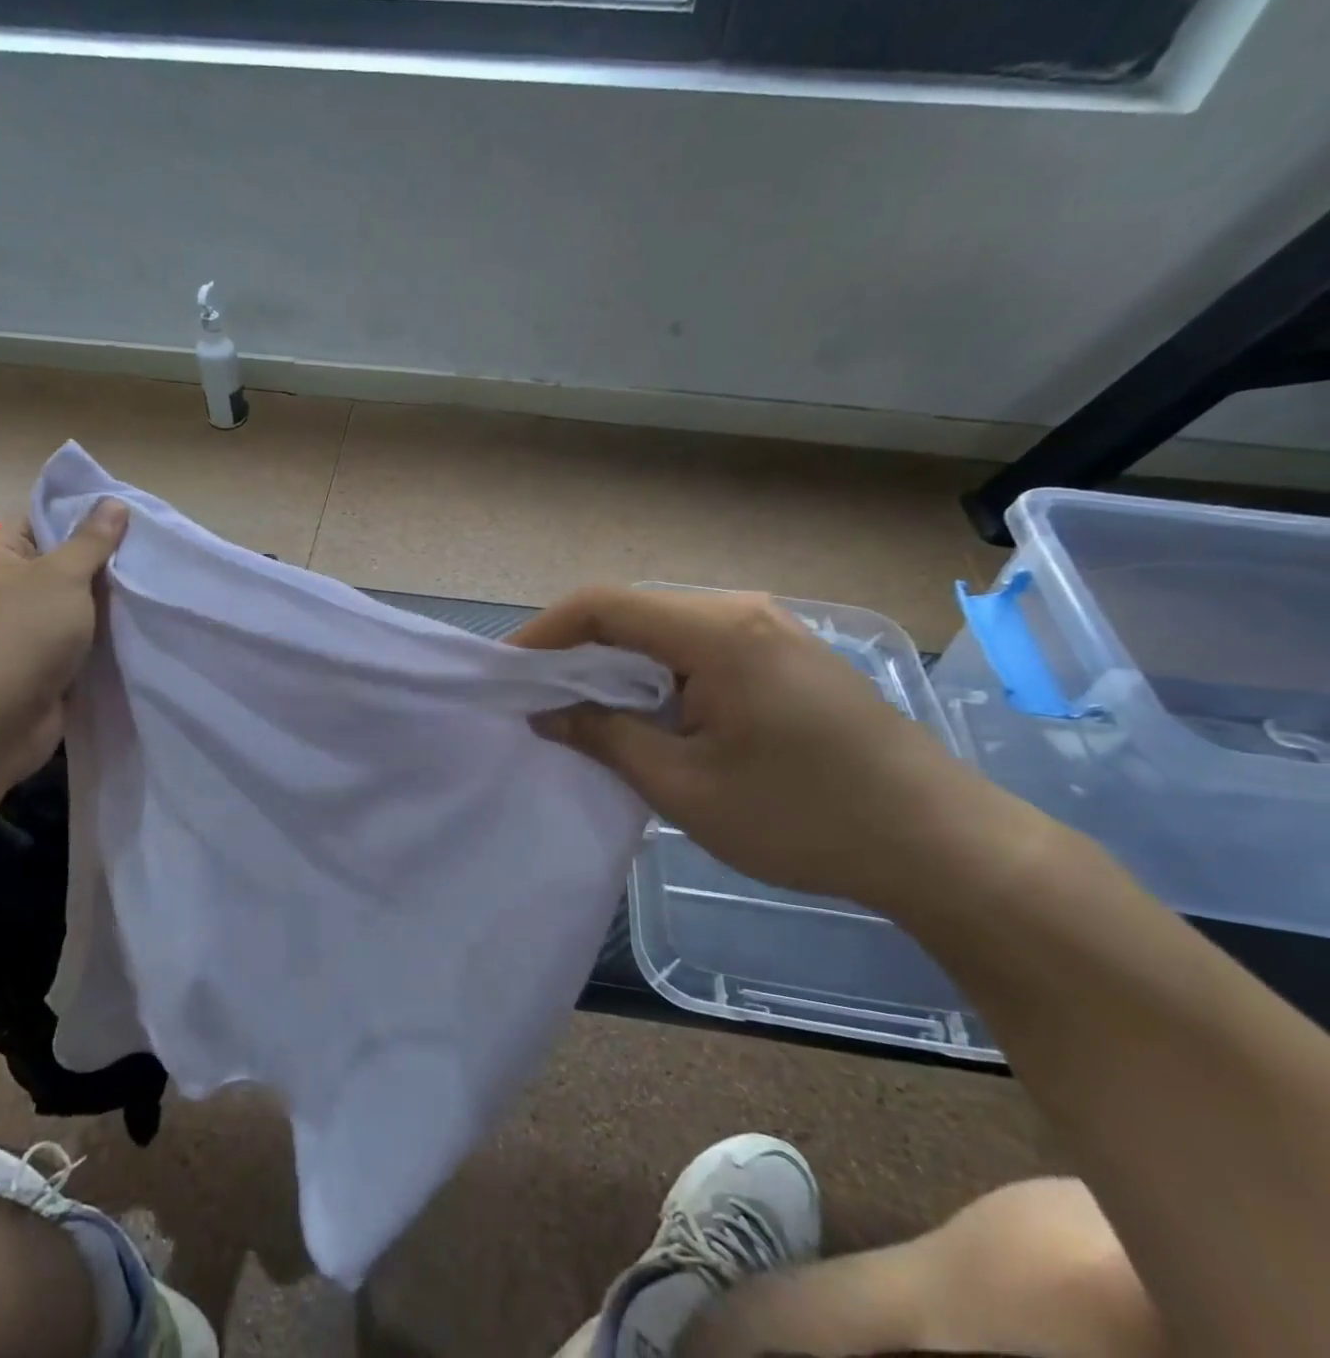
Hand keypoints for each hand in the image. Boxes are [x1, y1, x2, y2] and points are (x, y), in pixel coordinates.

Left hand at [0, 499, 128, 787]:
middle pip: (62, 564)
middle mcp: (3, 588)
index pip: (43, 521)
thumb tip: (113, 502)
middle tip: (150, 556)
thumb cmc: (21, 635)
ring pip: (73, 605)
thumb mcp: (62, 576)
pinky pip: (76, 639)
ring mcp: (21, 629)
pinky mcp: (39, 663)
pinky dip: (101, 636)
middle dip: (103, 564)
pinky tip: (137, 627)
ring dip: (106, 604)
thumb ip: (91, 541)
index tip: (131, 521)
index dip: (85, 519)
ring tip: (152, 588)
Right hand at [511, 586, 1042, 912]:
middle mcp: (741, 612)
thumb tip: (546, 714)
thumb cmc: (805, 818)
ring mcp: (769, 630)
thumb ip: (606, 738)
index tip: (507, 672)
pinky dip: (654, 673)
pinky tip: (645, 713)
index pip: (604, 605)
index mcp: (717, 632)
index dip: (545, 632)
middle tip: (536, 696)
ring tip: (579, 708)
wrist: (942, 845)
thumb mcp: (685, 787)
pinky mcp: (784, 655)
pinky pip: (697, 647)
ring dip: (615, 664)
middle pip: (632, 611)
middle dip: (575, 650)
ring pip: (663, 629)